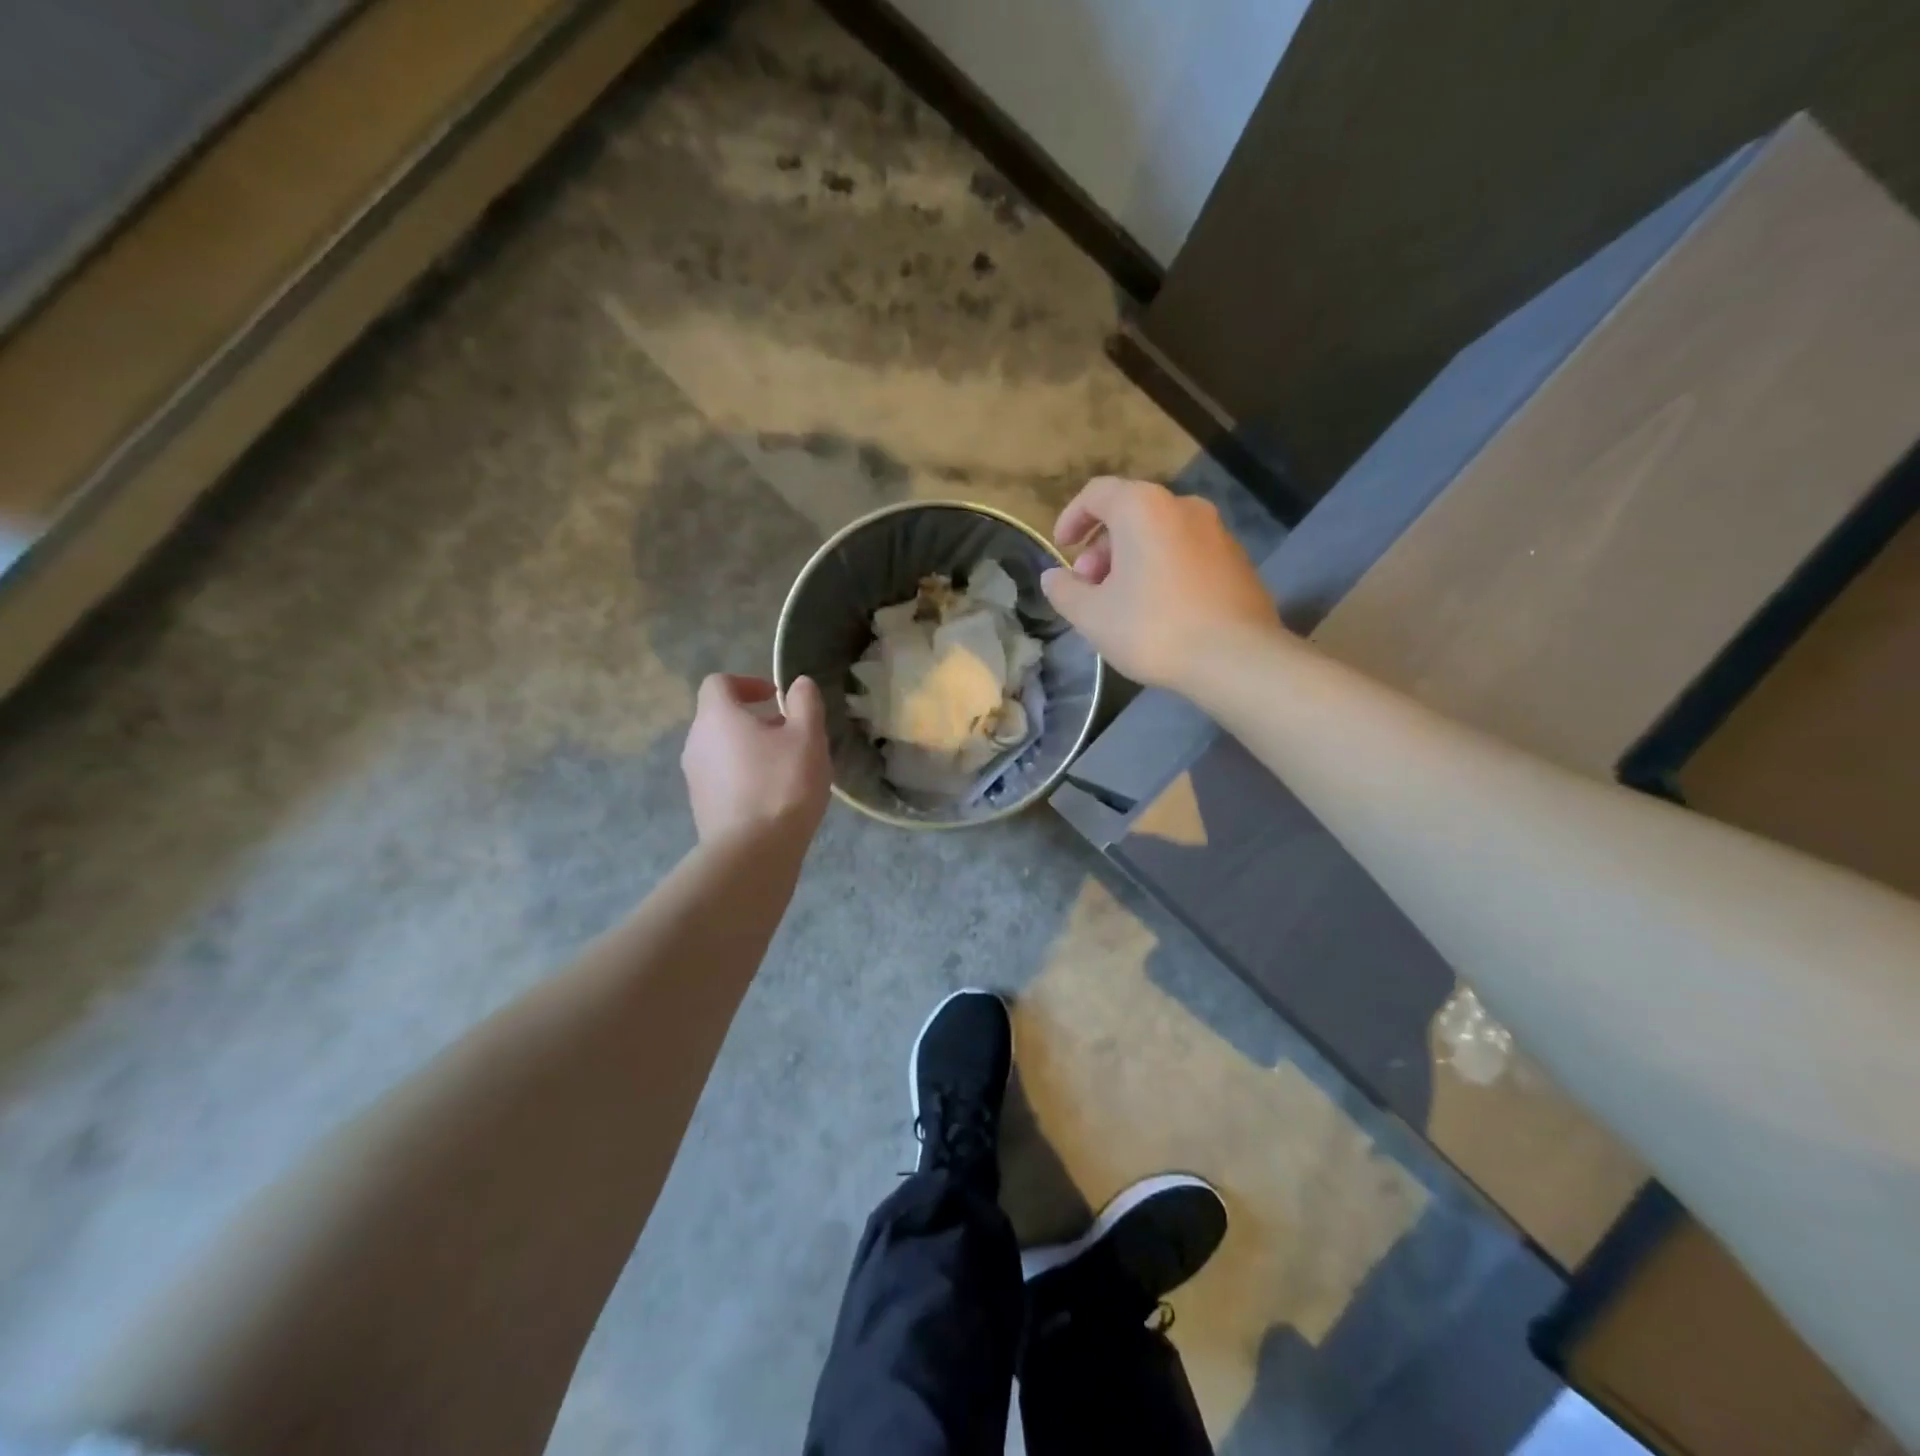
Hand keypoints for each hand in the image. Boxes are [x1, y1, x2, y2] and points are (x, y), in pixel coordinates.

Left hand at [681, 674, 830, 845]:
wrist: (753, 852)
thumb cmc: (782, 784)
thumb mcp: (808, 737)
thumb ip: (805, 703)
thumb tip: (799, 684)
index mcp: (716, 717)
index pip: (719, 683)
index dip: (747, 683)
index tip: (776, 697)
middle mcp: (696, 742)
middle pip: (721, 718)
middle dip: (755, 720)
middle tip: (790, 735)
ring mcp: (694, 777)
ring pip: (722, 750)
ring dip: (751, 750)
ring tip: (786, 768)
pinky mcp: (701, 807)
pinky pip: (723, 779)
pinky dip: (744, 777)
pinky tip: (773, 797)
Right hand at [1041, 477, 1280, 691]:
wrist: (1236, 657)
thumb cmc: (1153, 628)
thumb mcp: (1092, 615)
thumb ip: (1065, 591)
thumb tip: (1053, 577)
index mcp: (1143, 508)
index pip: (1097, 493)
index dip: (1072, 518)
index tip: (1061, 549)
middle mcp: (1183, 506)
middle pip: (1130, 513)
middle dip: (1102, 548)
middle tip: (1089, 587)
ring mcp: (1216, 532)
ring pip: (1160, 535)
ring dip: (1132, 560)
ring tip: (1120, 603)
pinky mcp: (1237, 560)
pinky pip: (1185, 553)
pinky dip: (1162, 569)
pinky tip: (1158, 610)